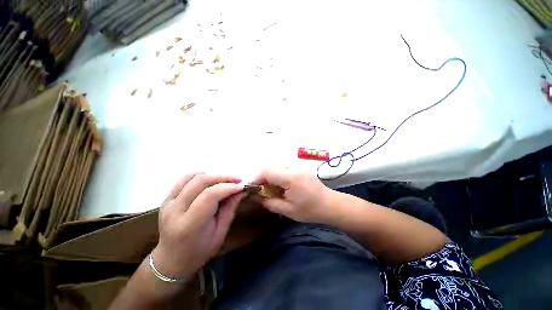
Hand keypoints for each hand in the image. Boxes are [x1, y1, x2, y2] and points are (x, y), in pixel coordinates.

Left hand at [152, 173, 244, 281]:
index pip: (210, 196)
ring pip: (191, 177)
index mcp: (189, 225)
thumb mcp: (220, 233)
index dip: (228, 187)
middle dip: (222, 177)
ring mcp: (168, 202)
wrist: (171, 260)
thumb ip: (230, 209)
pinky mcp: (167, 198)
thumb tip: (241, 190)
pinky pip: (183, 179)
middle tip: (237, 179)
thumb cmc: (199, 251)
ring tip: (226, 179)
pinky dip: (199, 175)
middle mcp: (175, 210)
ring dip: (212, 174)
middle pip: (200, 182)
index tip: (241, 186)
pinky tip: (210, 179)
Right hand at [253, 167, 334, 223]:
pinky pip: (283, 168)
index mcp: (291, 178)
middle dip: (261, 176)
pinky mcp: (299, 168)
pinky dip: (276, 175)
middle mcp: (294, 168)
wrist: (330, 204)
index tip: (250, 187)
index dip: (256, 178)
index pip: (267, 171)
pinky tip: (277, 185)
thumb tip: (255, 196)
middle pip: (270, 166)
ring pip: (276, 166)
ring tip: (267, 188)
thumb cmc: (310, 210)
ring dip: (268, 175)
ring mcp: (298, 166)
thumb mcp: (288, 210)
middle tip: (258, 189)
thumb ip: (269, 202)